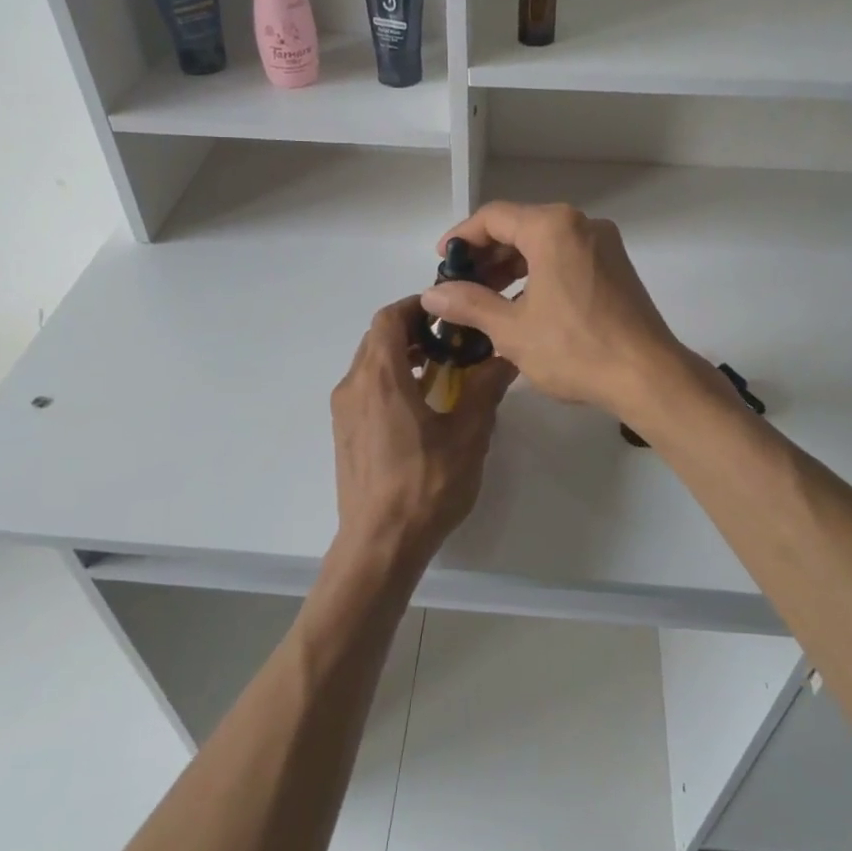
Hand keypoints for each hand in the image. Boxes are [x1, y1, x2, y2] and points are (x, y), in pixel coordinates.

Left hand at [330, 297, 517, 569]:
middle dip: (413, 329)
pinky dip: (390, 379)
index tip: (449, 310)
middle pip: (377, 337)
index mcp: (380, 377)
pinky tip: (421, 403)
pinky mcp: (344, 432)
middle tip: (452, 338)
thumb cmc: (425, 486)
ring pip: (369, 363)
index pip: (389, 318)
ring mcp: (343, 411)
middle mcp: (353, 385)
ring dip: (402, 355)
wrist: (380, 544)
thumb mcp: (468, 435)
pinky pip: (365, 388)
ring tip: (441, 368)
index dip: (417, 305)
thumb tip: (507, 355)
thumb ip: (486, 388)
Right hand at [417, 202, 684, 416]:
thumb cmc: (574, 348)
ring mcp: (604, 245)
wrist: (648, 376)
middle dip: (486, 256)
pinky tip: (524, 306)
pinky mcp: (617, 268)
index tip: (441, 263)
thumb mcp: (511, 329)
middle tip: (461, 287)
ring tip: (487, 301)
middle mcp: (582, 225)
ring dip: (512, 267)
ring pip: (545, 244)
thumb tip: (432, 295)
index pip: (493, 217)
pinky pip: (567, 258)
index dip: (461, 238)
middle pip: (520, 227)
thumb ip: (468, 304)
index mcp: (553, 227)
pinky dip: (539, 274)